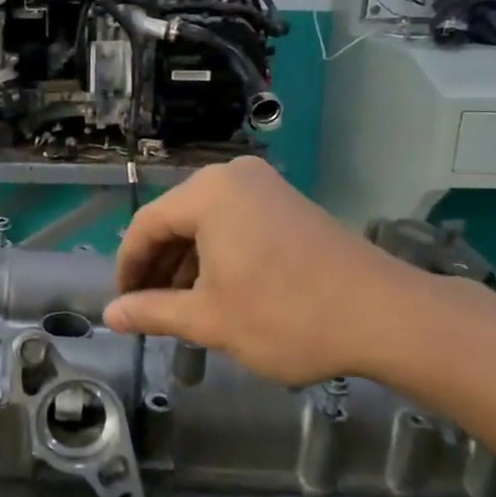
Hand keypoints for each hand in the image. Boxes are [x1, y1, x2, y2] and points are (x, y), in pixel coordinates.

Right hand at [104, 157, 443, 387]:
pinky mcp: (289, 205)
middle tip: (148, 310)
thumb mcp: (209, 319)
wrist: (385, 315)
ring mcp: (266, 188)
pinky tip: (218, 293)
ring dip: (188, 265)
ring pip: (206, 224)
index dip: (128, 268)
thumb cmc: (285, 315)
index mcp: (207, 193)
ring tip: (181, 310)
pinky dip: (218, 256)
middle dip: (158, 268)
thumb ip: (152, 312)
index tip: (122, 305)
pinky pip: (235, 224)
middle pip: (175, 221)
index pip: (145, 226)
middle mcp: (233, 177)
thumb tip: (110, 315)